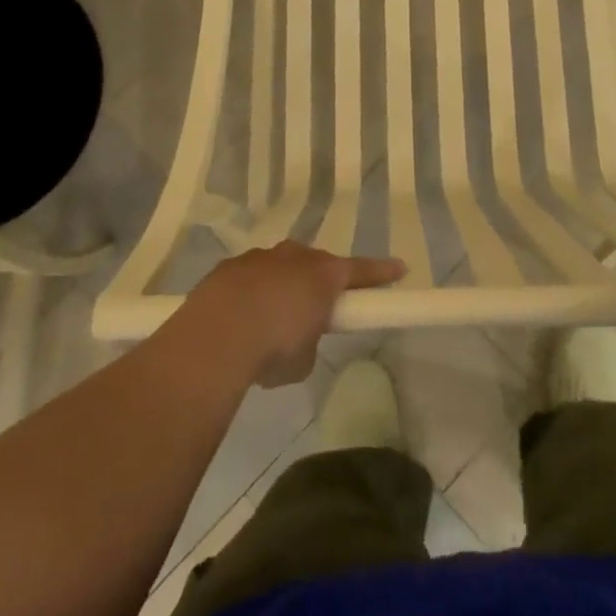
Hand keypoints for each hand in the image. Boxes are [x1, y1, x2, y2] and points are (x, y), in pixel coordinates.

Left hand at [185, 242, 404, 387]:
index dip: (381, 272)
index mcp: (322, 275)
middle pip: (316, 264)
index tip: (400, 268)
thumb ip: (309, 341)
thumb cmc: (273, 348)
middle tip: (316, 307)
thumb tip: (296, 338)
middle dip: (319, 281)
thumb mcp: (304, 358)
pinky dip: (250, 294)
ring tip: (270, 320)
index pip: (361, 270)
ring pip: (279, 267)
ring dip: (281, 287)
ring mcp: (258, 258)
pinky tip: (239, 319)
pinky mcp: (227, 268)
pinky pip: (249, 278)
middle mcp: (293, 257)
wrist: (214, 337)